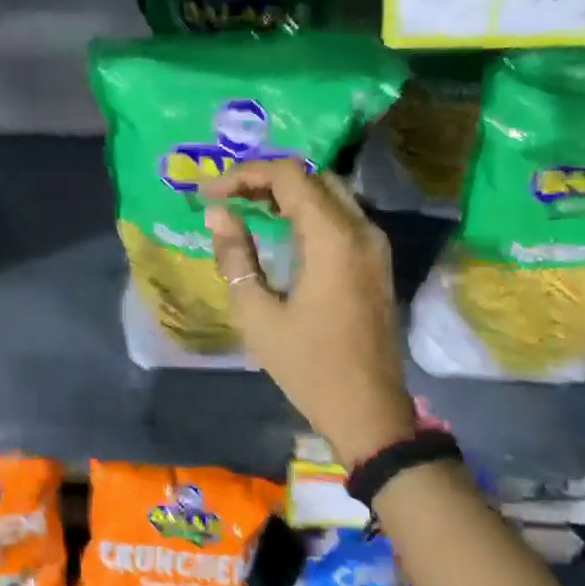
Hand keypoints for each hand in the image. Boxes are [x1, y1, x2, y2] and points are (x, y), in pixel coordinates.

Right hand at [201, 160, 415, 467]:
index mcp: (333, 239)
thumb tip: (217, 214)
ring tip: (244, 205)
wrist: (368, 410)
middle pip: (311, 176)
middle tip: (225, 196)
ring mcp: (374, 244)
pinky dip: (305, 209)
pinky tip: (277, 226)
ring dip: (285, 191)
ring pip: (328, 192)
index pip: (288, 177)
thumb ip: (235, 257)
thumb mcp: (258, 314)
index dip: (243, 175)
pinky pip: (339, 214)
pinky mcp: (375, 260)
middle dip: (264, 178)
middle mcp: (361, 230)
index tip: (209, 194)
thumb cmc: (308, 366)